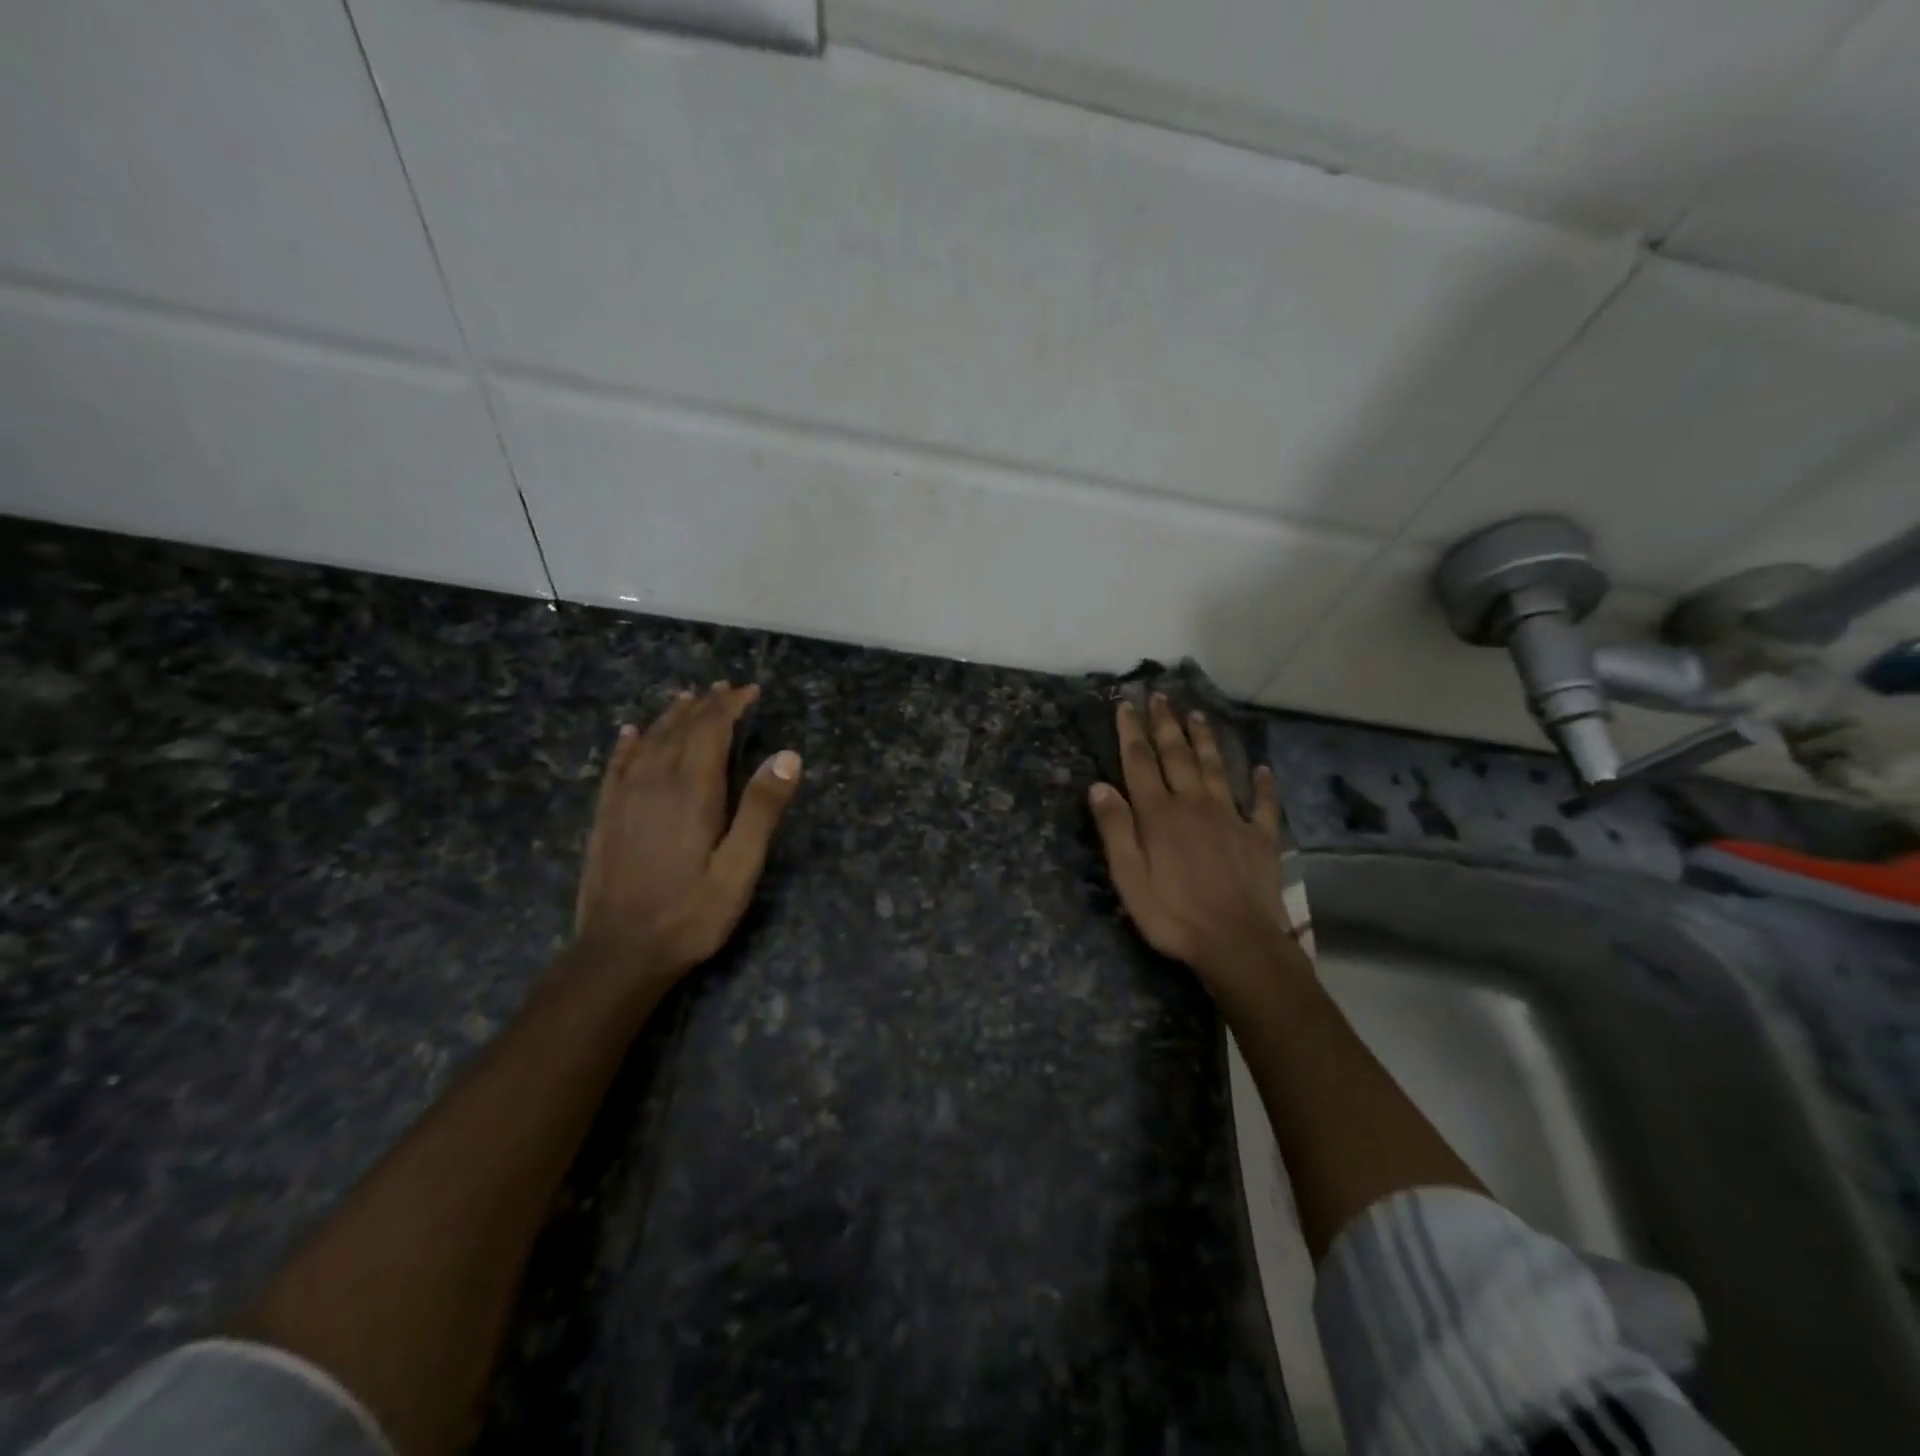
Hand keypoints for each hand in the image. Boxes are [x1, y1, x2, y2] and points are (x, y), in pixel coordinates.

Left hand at [573, 683, 802, 984]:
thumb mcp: (739, 869)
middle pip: (681, 729)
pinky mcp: (606, 816)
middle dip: (706, 705)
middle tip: (725, 688)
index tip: (750, 690)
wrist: (619, 952)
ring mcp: (625, 798)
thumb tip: (788, 755)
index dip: (731, 706)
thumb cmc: (690, 913)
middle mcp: (655, 782)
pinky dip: (628, 743)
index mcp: (693, 791)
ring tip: (688, 697)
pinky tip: (631, 732)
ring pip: (650, 741)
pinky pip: (617, 765)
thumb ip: (762, 810)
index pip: (712, 730)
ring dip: (672, 716)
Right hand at [1088, 695, 1301, 991]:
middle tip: (1160, 696)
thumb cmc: (1173, 915)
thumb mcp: (1128, 878)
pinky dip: (1263, 784)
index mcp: (1159, 814)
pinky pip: (1263, 804)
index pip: (1141, 762)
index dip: (1132, 732)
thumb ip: (1115, 830)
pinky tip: (1263, 769)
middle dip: (1166, 724)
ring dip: (1206, 740)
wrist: (1238, 943)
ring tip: (1198, 715)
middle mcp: (1195, 804)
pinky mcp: (1260, 837)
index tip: (1126, 704)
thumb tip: (1099, 786)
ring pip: (1216, 768)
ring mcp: (1231, 818)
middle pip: (1178, 755)